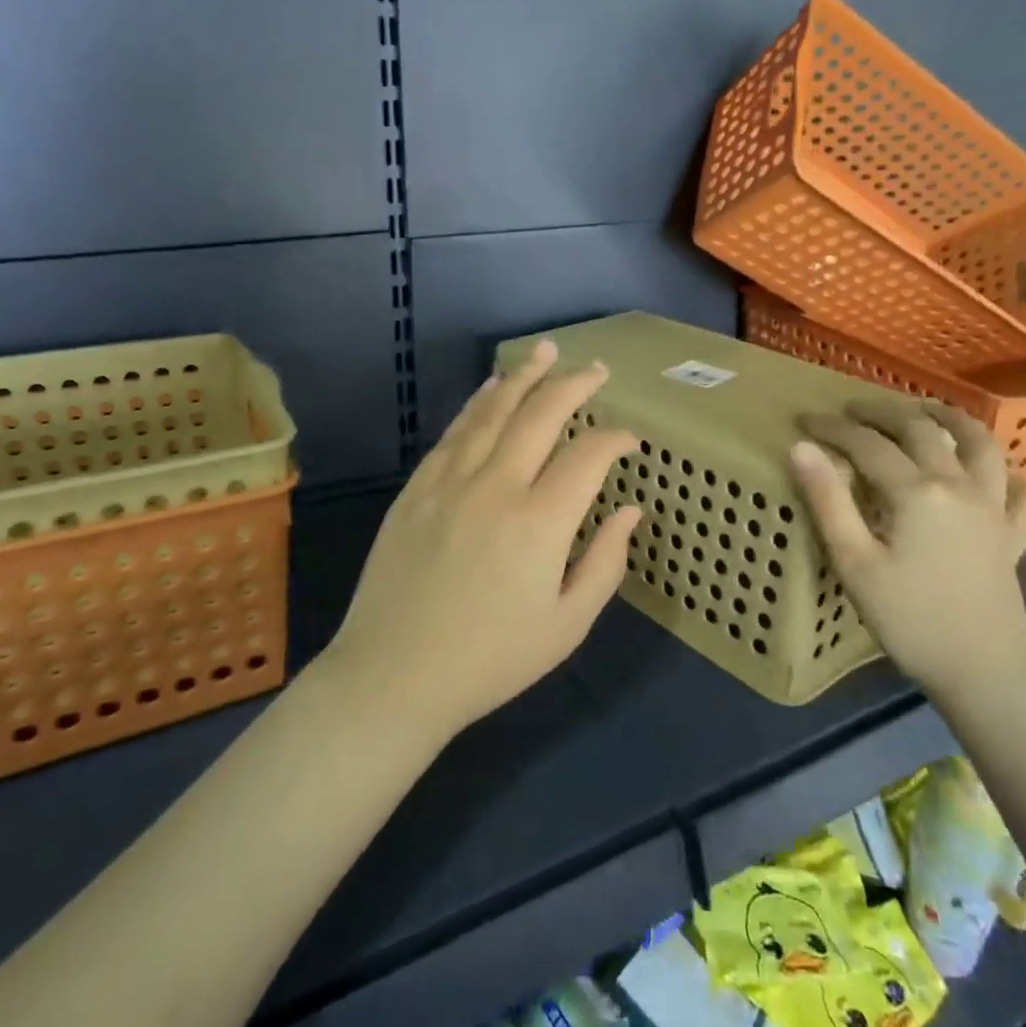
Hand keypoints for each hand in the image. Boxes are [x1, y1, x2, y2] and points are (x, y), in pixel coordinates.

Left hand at [322, 340, 640, 744]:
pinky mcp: (417, 487)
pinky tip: (491, 388)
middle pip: (541, 414)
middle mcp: (496, 486)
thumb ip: (605, 563)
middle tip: (597, 369)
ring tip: (547, 351)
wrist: (395, 675)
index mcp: (540, 522)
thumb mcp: (566, 626)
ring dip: (524, 376)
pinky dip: (479, 403)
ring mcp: (450, 481)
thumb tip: (630, 511)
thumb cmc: (491, 660)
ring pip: (493, 410)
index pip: (588, 455)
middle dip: (574, 385)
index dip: (616, 439)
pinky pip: (454, 431)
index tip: (630, 440)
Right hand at [789, 398, 1025, 700]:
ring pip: (980, 443)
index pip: (867, 444)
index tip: (804, 421)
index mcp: (917, 492)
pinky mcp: (1014, 534)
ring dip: (950, 418)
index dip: (832, 428)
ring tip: (925, 411)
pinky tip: (991, 471)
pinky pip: (1021, 489)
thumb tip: (800, 448)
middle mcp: (960, 485)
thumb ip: (827, 500)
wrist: (982, 672)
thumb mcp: (854, 562)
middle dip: (882, 412)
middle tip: (852, 409)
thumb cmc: (908, 619)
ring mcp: (995, 508)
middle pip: (920, 430)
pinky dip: (1007, 471)